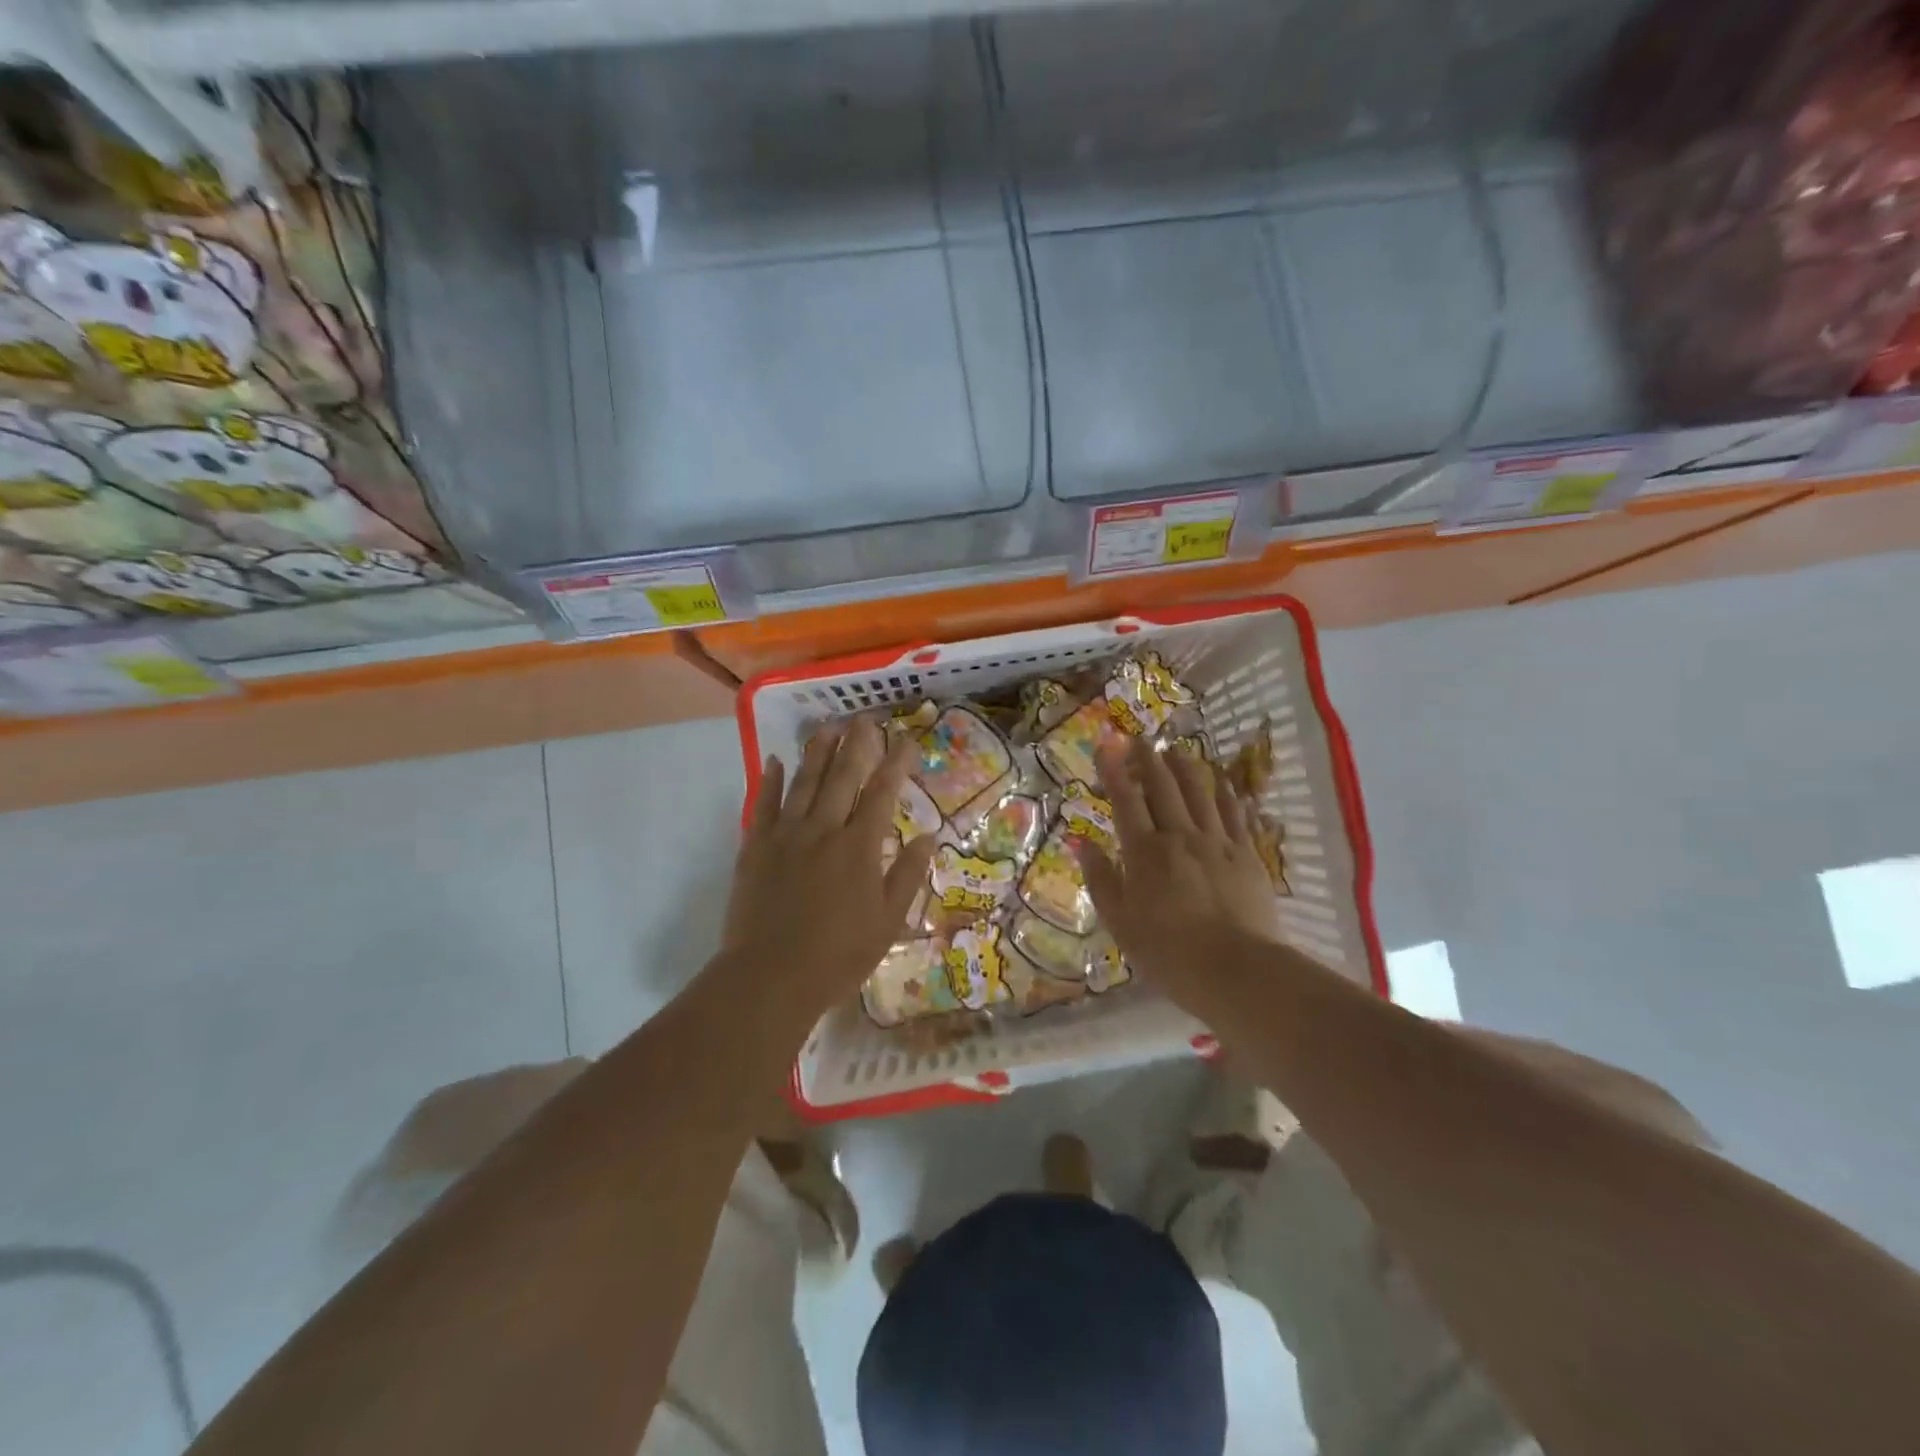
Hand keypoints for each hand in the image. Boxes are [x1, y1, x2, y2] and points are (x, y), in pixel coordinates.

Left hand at [721, 719, 935, 1032]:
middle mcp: (823, 829)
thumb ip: (908, 875)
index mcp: (859, 847)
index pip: (882, 793)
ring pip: (804, 783)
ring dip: (817, 751)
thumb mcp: (888, 922)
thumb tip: (928, 836)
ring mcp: (785, 835)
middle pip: (842, 777)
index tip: (907, 740)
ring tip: (828, 725)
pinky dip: (770, 781)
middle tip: (865, 718)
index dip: (896, 763)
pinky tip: (776, 760)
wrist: (770, 977)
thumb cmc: (838, 956)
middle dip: (857, 744)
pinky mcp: (754, 848)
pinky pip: (763, 805)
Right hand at [1078, 737, 1279, 1010]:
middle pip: (1163, 787)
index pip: (1126, 800)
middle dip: (1148, 760)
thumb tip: (1080, 842)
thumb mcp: (1120, 921)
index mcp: (1144, 852)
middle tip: (1141, 739)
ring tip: (1177, 751)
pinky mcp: (1247, 855)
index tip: (1106, 745)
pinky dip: (1226, 794)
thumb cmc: (1168, 952)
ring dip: (1186, 768)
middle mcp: (1180, 836)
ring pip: (1200, 793)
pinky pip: (1235, 814)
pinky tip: (1223, 783)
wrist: (1236, 970)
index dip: (1114, 770)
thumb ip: (1100, 878)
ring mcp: (1217, 842)